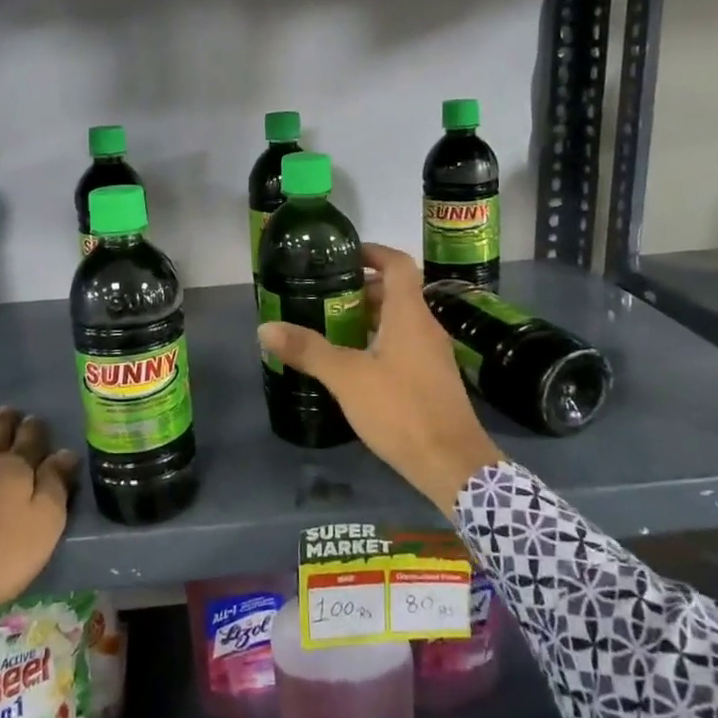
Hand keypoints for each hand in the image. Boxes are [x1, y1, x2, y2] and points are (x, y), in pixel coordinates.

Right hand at [257, 243, 500, 511]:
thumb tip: (265, 327)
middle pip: (397, 293)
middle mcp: (426, 327)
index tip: (344, 255)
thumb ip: (308, 350)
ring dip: (370, 318)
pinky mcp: (433, 381)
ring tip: (332, 327)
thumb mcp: (347, 378)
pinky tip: (355, 364)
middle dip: (362, 289)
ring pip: (401, 321)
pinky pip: (405, 346)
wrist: (453, 465)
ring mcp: (434, 355)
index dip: (373, 252)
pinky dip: (380, 342)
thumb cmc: (401, 410)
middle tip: (325, 295)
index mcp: (410, 315)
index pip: (397, 264)